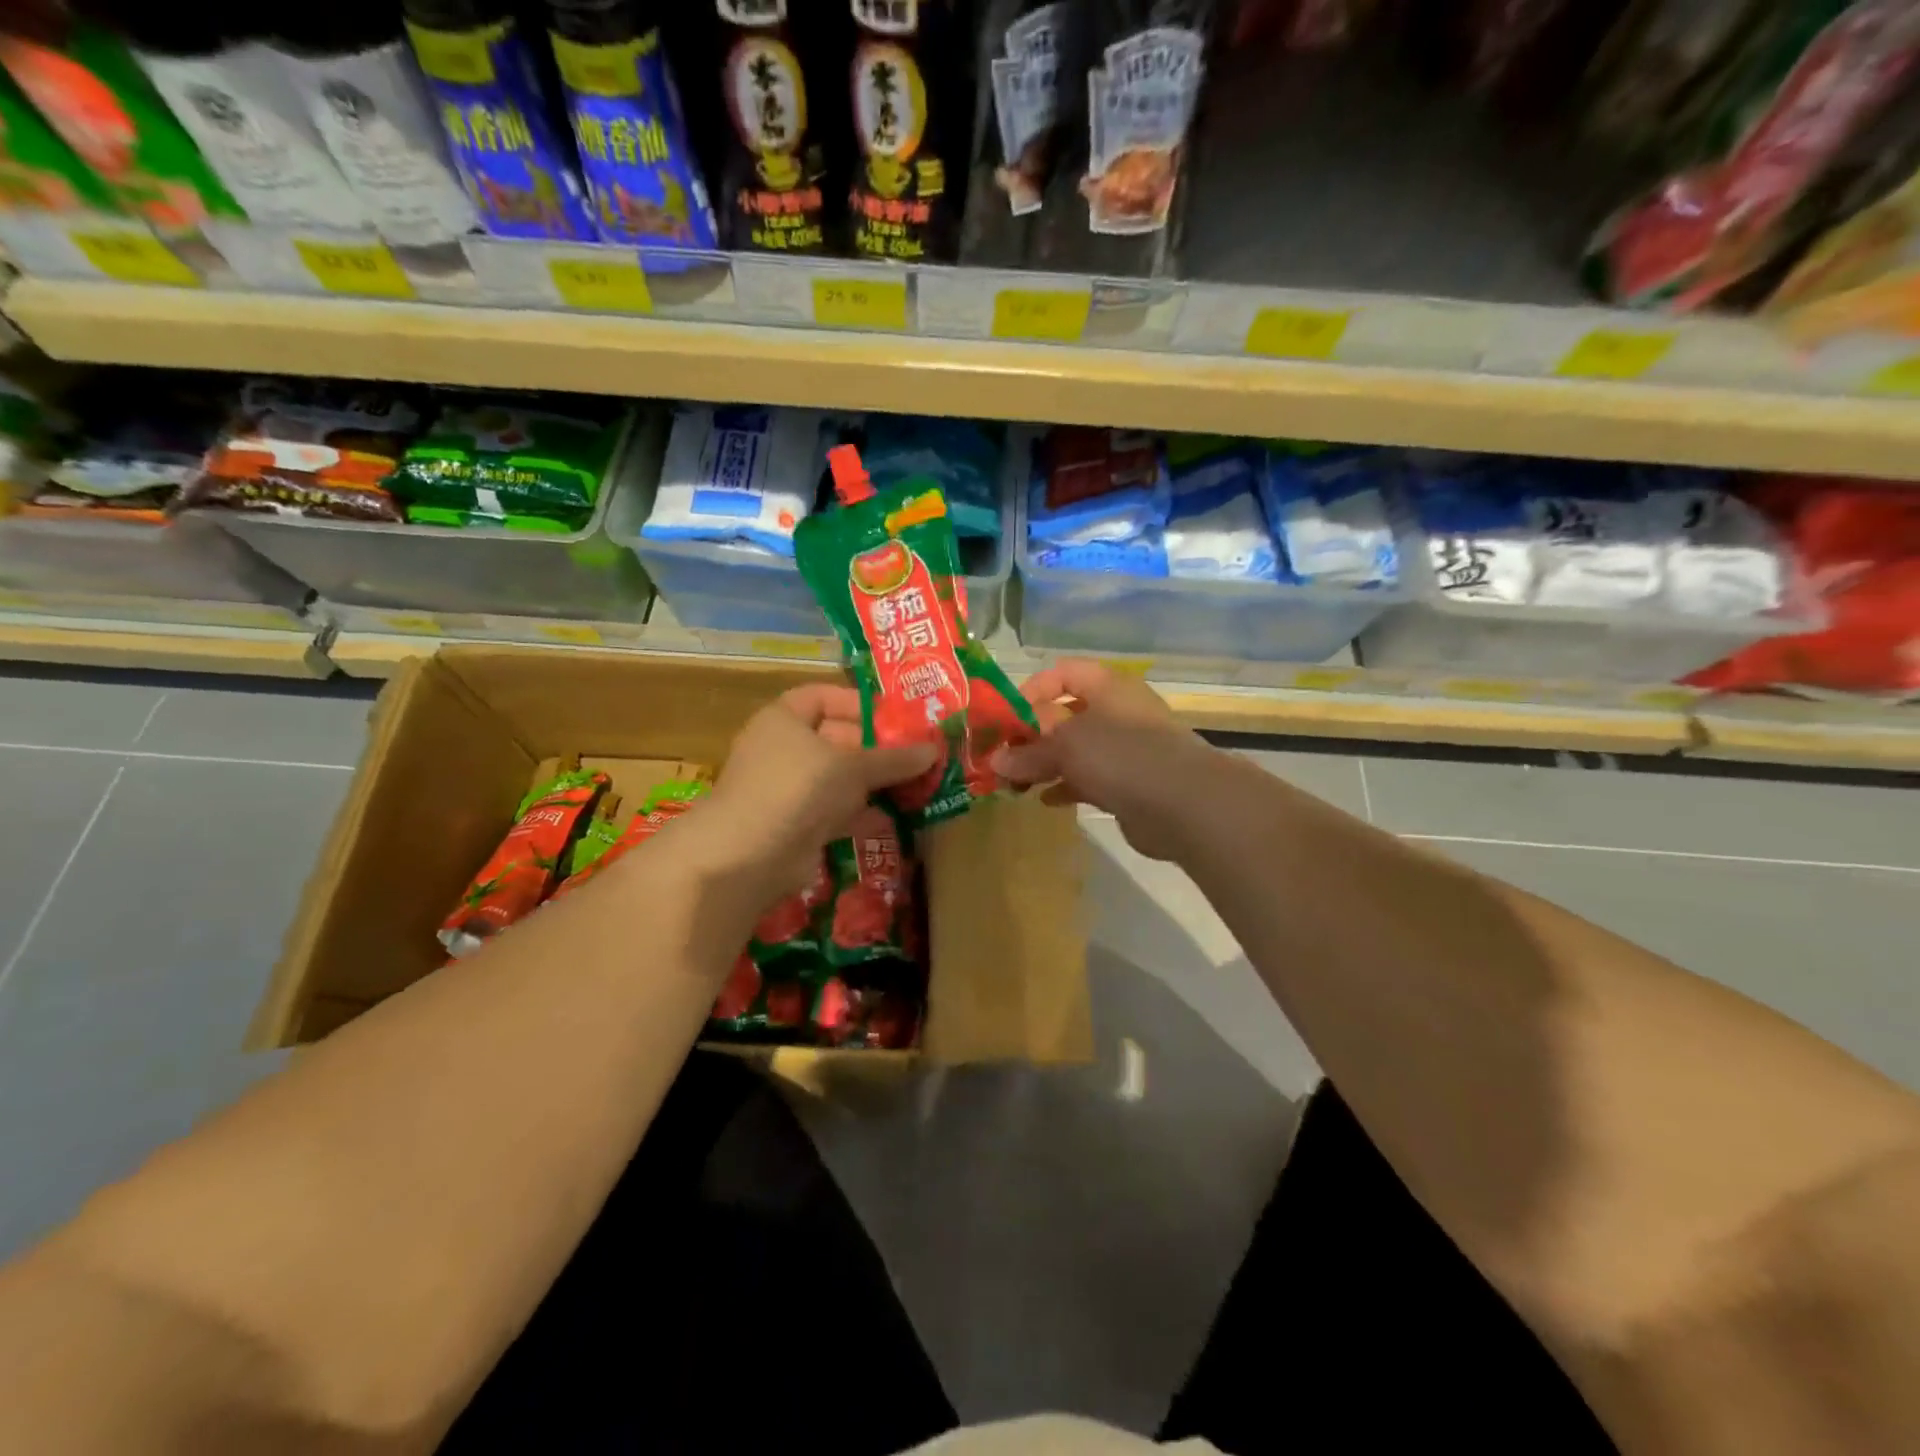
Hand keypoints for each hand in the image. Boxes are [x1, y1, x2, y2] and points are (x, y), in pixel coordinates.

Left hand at [693, 684, 935, 908]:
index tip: (893, 717)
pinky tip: (895, 817)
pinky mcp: (796, 825)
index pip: (822, 697)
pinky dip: (861, 813)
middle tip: (915, 754)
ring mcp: (787, 790)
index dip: (857, 703)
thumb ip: (894, 759)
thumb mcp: (853, 767)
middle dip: (875, 748)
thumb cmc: (799, 788)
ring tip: (915, 784)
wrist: (749, 856)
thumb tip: (933, 750)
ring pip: (837, 779)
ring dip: (872, 783)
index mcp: (784, 719)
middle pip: (835, 739)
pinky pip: (835, 811)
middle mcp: (782, 749)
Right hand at [992, 660, 1218, 861]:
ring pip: (1076, 749)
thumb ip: (1028, 751)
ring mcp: (1126, 748)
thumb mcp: (1066, 745)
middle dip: (1032, 734)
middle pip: (1066, 714)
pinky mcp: (1130, 782)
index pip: (1063, 672)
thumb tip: (996, 761)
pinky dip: (1066, 785)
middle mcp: (1118, 711)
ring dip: (1046, 763)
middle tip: (1004, 756)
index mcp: (1107, 686)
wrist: (1184, 803)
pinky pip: (1089, 778)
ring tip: (1016, 782)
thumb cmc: (1121, 755)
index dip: (1032, 689)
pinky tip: (1046, 799)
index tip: (1006, 718)